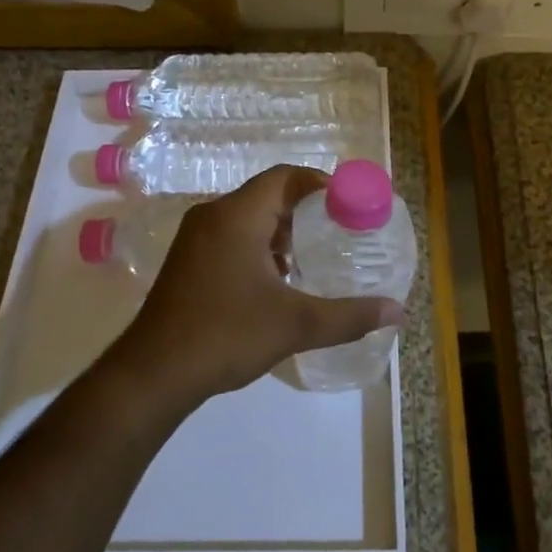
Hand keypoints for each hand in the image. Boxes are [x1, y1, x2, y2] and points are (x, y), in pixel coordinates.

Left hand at [113, 165, 404, 409]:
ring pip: (248, 219)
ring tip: (313, 260)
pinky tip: (277, 282)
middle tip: (339, 234)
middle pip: (267, 196)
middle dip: (305, 212)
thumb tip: (398, 311)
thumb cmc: (226, 335)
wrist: (154, 373)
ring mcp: (195, 239)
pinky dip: (259, 248)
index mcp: (237, 216)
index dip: (321, 184)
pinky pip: (231, 238)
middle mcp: (212, 216)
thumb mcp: (296, 325)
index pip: (284, 177)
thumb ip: (349, 316)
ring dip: (281, 232)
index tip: (350, 205)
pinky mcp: (187, 262)